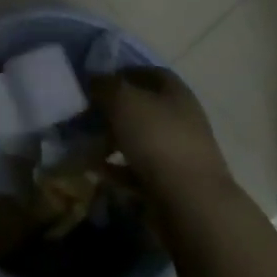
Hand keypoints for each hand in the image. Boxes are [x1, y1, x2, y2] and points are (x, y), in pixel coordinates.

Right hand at [90, 67, 231, 195]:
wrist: (191, 204)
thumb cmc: (157, 139)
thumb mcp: (122, 100)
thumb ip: (104, 85)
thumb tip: (94, 80)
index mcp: (175, 92)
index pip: (148, 72)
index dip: (120, 73)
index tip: (93, 83)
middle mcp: (181, 118)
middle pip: (142, 107)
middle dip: (111, 110)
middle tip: (84, 116)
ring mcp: (178, 153)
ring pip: (138, 139)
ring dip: (111, 140)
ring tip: (85, 144)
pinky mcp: (172, 184)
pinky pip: (138, 169)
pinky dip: (117, 168)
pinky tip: (96, 170)